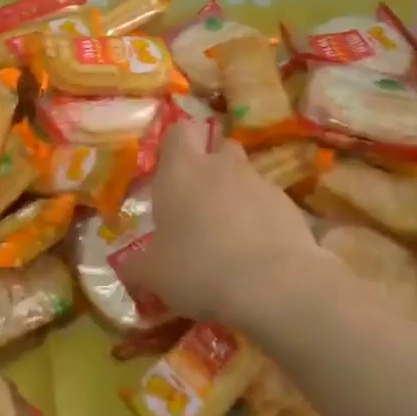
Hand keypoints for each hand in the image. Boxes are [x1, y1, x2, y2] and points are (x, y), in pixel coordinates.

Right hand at [123, 123, 335, 327]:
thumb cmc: (198, 267)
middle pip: (219, 146)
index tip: (172, 168)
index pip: (180, 130)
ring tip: (229, 235)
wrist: (274, 285)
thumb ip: (136, 265)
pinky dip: (261, 219)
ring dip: (236, 195)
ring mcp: (260, 183)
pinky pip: (269, 204)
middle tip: (199, 201)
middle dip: (211, 165)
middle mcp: (222, 167)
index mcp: (181, 171)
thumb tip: (126, 267)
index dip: (177, 144)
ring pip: (246, 176)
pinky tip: (256, 253)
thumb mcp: (153, 273)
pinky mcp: (290, 207)